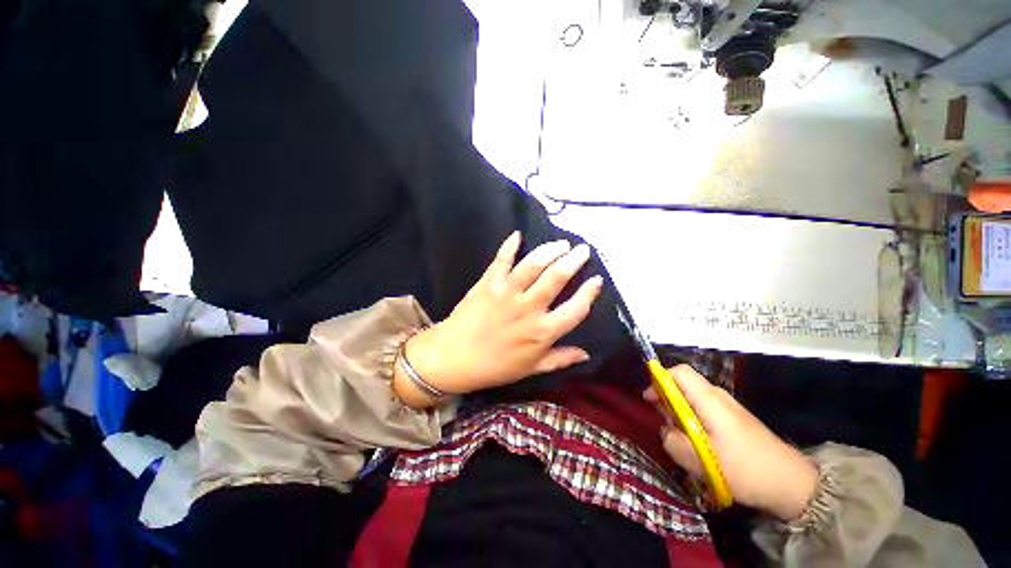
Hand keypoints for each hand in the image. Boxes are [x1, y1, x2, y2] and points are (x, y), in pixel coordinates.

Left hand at [395, 232, 602, 405]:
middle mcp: (529, 308)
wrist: (453, 358)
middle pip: (557, 278)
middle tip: (582, 249)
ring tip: (560, 244)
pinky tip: (517, 235)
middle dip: (574, 260)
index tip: (597, 279)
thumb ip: (560, 359)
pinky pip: (501, 259)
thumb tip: (586, 353)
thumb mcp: (531, 369)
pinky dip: (509, 245)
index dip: (589, 293)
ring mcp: (507, 292)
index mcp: (543, 332)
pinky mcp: (489, 283)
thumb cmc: (495, 367)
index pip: (576, 309)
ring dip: (550, 250)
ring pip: (533, 264)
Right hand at [645, 365, 817, 521]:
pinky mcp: (734, 418)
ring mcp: (728, 407)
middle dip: (666, 398)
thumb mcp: (700, 462)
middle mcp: (718, 396)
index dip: (659, 379)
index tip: (650, 399)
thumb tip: (665, 429)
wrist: (792, 483)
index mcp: (709, 400)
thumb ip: (673, 441)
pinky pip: (704, 408)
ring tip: (679, 435)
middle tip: (663, 422)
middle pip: (683, 383)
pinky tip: (697, 441)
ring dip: (679, 411)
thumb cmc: (745, 469)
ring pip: (692, 397)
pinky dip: (692, 418)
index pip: (678, 372)